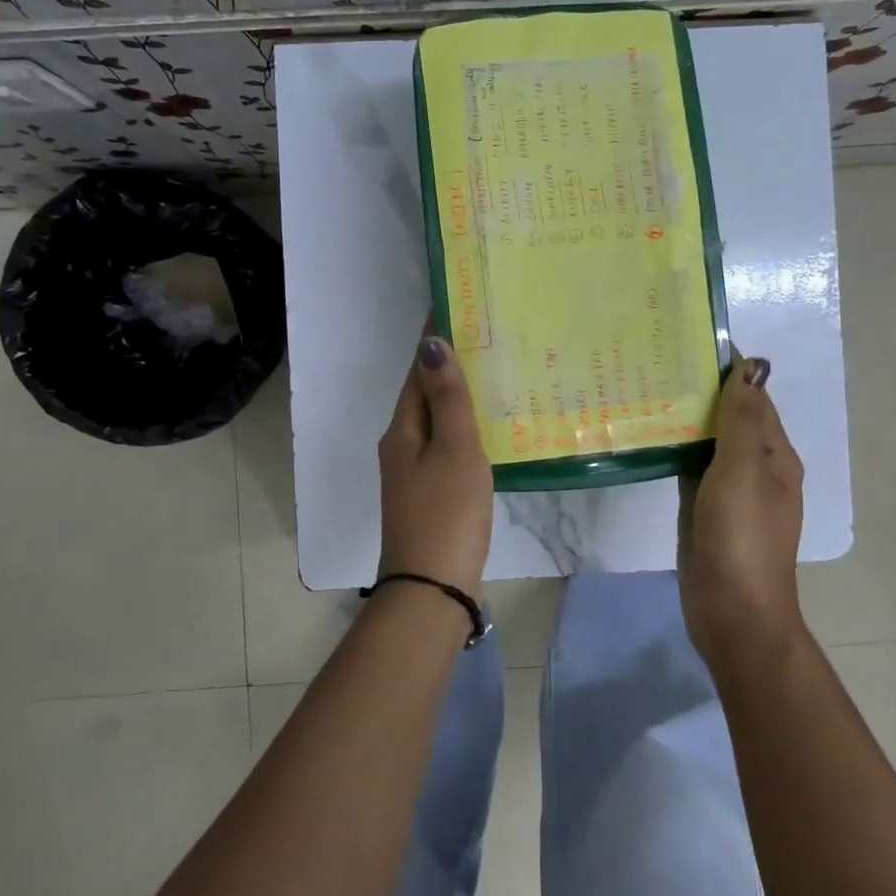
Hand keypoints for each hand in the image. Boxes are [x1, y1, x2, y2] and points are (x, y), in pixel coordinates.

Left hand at [377, 336, 493, 597]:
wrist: (432, 587)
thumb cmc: (446, 513)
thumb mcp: (454, 450)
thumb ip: (447, 398)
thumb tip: (430, 343)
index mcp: (403, 429)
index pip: (416, 370)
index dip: (433, 340)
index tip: (457, 308)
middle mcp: (401, 444)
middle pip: (424, 393)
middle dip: (448, 364)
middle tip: (486, 336)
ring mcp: (413, 472)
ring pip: (436, 420)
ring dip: (457, 396)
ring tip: (493, 373)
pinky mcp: (430, 493)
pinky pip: (445, 445)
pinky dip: (463, 427)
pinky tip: (488, 428)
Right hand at [679, 354, 806, 668]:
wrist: (733, 613)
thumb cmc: (742, 537)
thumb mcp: (742, 470)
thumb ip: (742, 419)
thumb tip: (751, 365)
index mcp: (774, 456)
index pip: (753, 399)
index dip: (728, 372)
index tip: (688, 345)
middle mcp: (755, 470)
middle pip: (730, 420)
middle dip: (701, 393)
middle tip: (656, 365)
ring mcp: (729, 494)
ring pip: (708, 445)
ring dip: (686, 421)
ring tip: (646, 392)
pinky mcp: (705, 513)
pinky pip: (691, 471)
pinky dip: (676, 452)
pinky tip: (649, 440)